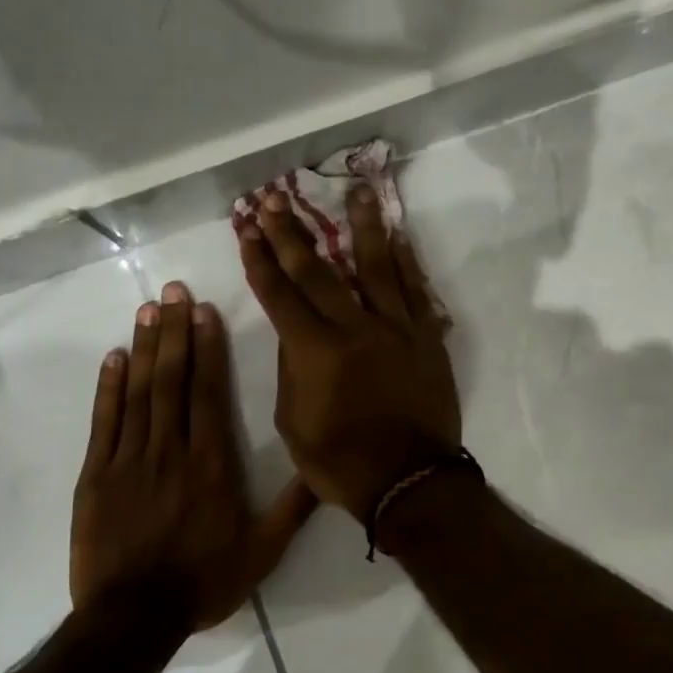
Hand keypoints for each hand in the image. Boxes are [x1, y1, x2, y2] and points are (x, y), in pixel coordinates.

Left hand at [70, 283, 316, 630]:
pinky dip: (107, 388)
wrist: (134, 618)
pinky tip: (114, 358)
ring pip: (138, 393)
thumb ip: (294, 507)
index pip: (208, 393)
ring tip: (147, 309)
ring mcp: (129, 460)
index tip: (204, 312)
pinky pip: (103, 423)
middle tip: (173, 290)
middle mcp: (171, 450)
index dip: (206, 348)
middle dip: (173, 331)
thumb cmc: (204, 582)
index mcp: (212, 464)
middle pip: (172, 380)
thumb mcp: (264, 552)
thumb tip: (326, 469)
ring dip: (143, 348)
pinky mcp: (96, 476)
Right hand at [239, 187, 460, 519]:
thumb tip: (293, 333)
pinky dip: (406, 262)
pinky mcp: (426, 339)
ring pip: (377, 266)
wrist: (410, 482)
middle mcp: (354, 328)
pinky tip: (398, 236)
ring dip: (362, 226)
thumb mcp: (293, 425)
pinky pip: (416, 291)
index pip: (279, 293)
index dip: (259, 258)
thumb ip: (291, 372)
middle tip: (275, 198)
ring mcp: (396, 329)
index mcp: (314, 351)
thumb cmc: (342, 463)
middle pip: (318, 270)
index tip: (246, 227)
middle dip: (292, 232)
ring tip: (356, 191)